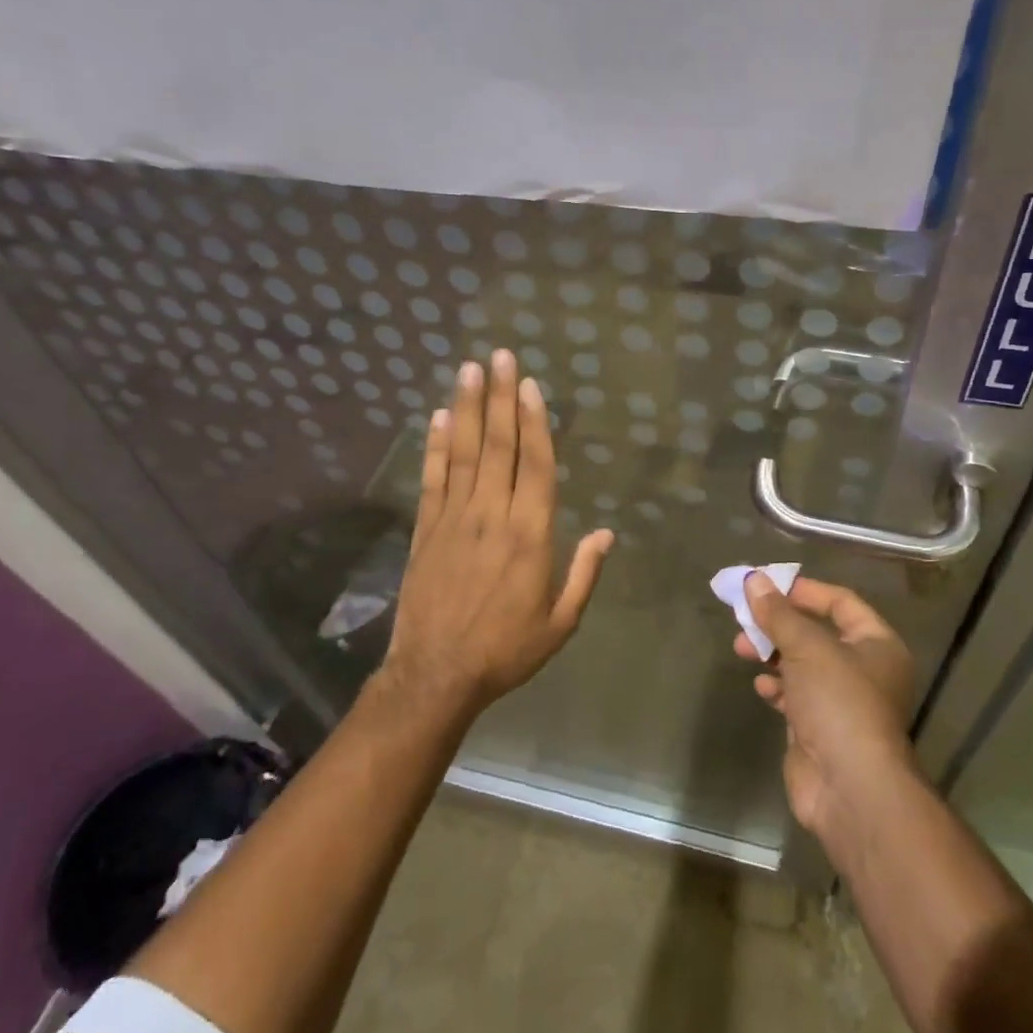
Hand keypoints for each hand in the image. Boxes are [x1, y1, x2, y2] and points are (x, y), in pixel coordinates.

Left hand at [385, 348, 613, 711]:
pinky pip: (433, 479)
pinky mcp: (425, 530)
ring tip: (470, 369)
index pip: (534, 465)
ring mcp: (453, 519)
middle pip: (498, 446)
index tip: (530, 385)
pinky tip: (439, 417)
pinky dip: (436, 446)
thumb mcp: (560, 622)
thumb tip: (607, 533)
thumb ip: (584, 574)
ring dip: (468, 408)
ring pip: (464, 453)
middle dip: (501, 398)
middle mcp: (491, 516)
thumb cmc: (506, 650)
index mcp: (530, 535)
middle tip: (501, 356)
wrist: (436, 676)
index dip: (534, 421)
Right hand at [732, 573, 916, 836]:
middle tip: (745, 618)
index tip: (766, 585)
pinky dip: (777, 687)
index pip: (840, 602)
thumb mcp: (807, 647)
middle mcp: (864, 670)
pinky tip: (761, 688)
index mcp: (877, 644)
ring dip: (772, 654)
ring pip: (802, 665)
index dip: (804, 591)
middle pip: (817, 633)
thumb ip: (778, 613)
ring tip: (741, 649)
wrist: (849, 787)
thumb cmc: (838, 703)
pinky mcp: (821, 728)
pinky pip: (796, 696)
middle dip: (779, 624)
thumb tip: (754, 580)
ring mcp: (842, 701)